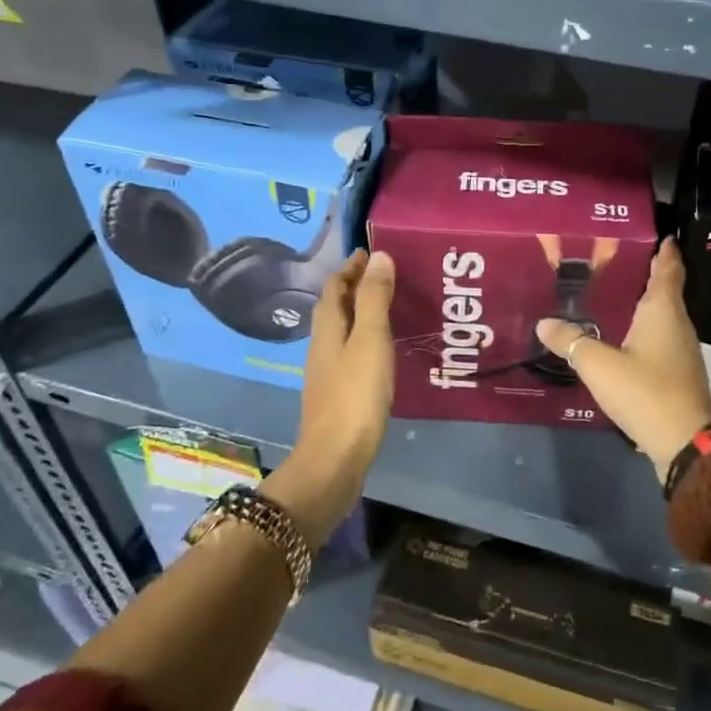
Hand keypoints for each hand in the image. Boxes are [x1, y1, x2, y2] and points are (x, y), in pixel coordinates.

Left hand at [270, 249, 396, 543]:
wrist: (335, 459)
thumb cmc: (355, 395)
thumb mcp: (370, 340)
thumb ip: (374, 299)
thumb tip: (377, 256)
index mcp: (327, 329)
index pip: (334, 288)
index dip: (350, 268)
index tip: (370, 252)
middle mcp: (322, 346)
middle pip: (334, 308)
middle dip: (354, 287)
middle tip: (385, 276)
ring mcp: (327, 373)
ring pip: (341, 331)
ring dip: (359, 313)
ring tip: (388, 307)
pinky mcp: (337, 395)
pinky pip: (350, 353)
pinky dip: (364, 339)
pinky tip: (382, 351)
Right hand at [536, 238, 710, 480]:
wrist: (685, 443)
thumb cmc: (645, 391)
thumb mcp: (598, 365)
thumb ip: (570, 341)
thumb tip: (544, 323)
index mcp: (663, 311)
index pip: (668, 268)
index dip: (664, 250)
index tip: (657, 234)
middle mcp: (677, 324)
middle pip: (665, 290)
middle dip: (645, 273)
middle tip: (613, 261)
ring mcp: (680, 350)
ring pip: (662, 315)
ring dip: (642, 302)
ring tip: (611, 294)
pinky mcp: (677, 372)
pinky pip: (658, 337)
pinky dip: (642, 328)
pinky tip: (620, 335)